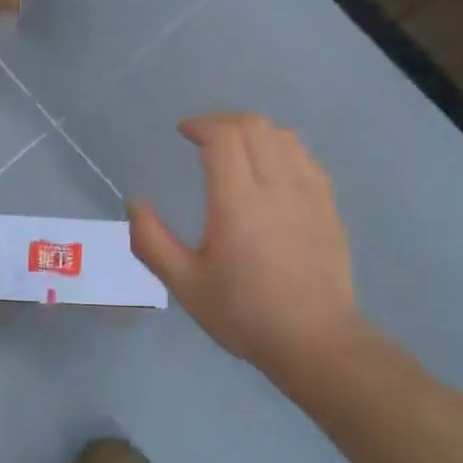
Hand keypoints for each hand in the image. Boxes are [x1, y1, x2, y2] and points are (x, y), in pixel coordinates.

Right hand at [128, 114, 360, 384]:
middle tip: (203, 138)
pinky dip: (282, 150)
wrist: (314, 341)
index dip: (202, 124)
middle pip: (255, 126)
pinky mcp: (329, 207)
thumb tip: (133, 203)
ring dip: (255, 133)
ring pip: (285, 137)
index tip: (184, 132)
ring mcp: (309, 194)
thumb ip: (152, 241)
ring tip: (236, 151)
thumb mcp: (185, 284)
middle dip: (225, 121)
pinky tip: (272, 173)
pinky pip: (306, 159)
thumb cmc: (244, 314)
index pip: (224, 137)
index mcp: (238, 202)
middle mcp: (277, 186)